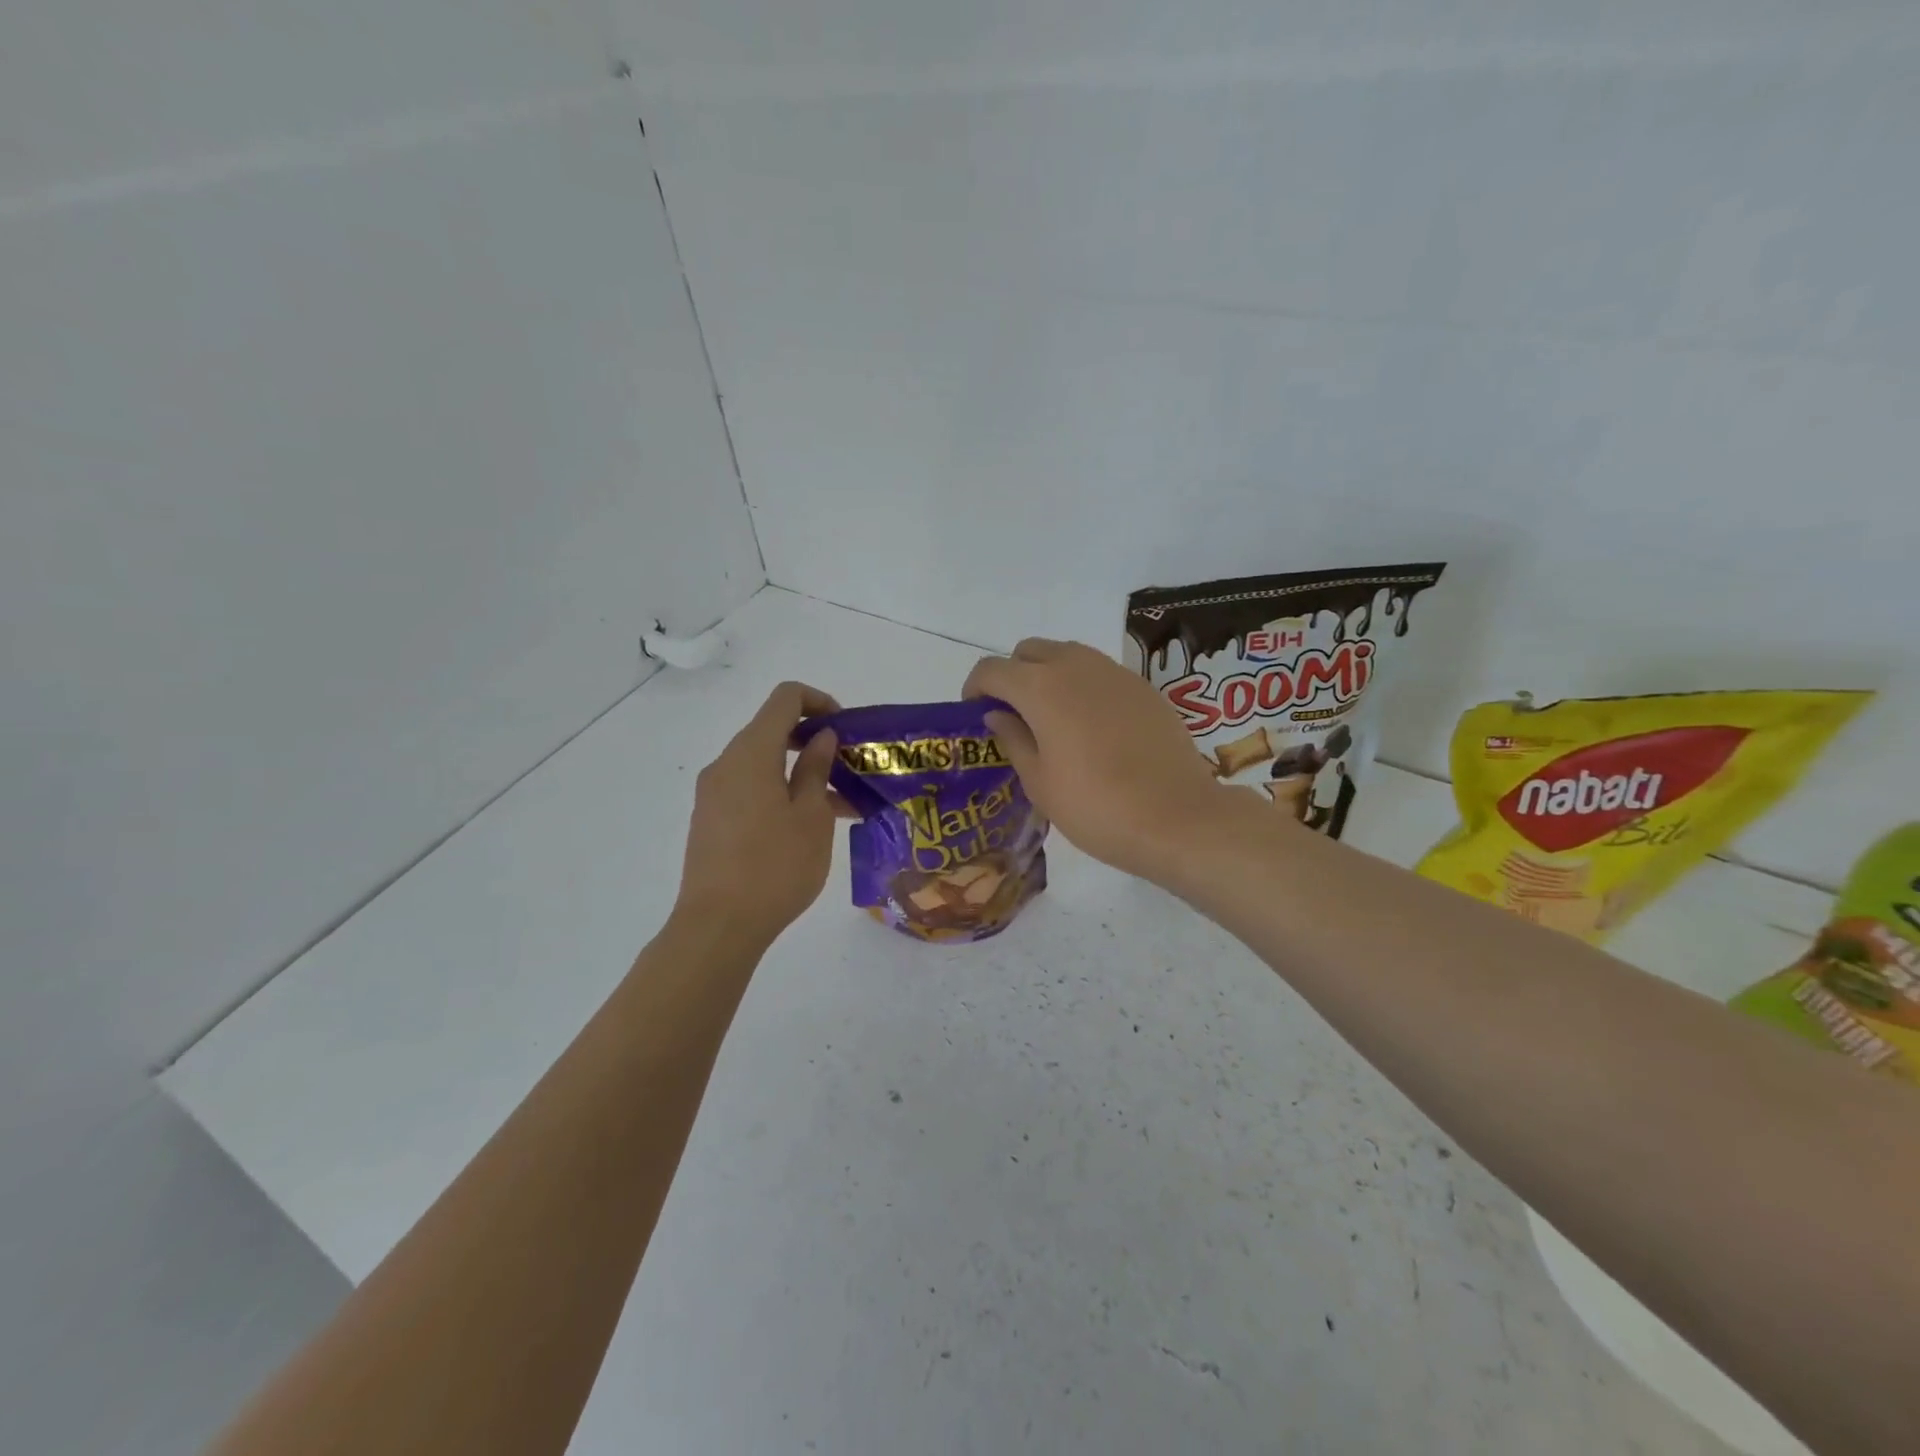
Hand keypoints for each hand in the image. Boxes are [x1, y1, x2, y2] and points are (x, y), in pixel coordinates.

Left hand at [676, 681, 852, 943]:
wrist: (718, 927)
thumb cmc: (775, 867)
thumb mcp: (811, 816)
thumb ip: (817, 769)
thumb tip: (820, 737)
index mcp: (751, 753)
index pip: (785, 699)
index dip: (819, 701)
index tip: (846, 729)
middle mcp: (726, 764)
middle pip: (772, 729)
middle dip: (814, 740)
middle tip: (849, 766)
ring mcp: (714, 793)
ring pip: (763, 764)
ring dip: (801, 772)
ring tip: (843, 805)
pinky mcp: (711, 820)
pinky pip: (750, 789)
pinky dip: (781, 792)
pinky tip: (810, 826)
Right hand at [963, 639, 1223, 880]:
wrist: (1177, 818)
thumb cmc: (1095, 807)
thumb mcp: (1039, 782)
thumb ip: (1012, 738)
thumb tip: (998, 714)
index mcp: (1041, 688)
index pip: (991, 670)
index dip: (975, 689)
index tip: (976, 715)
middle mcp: (1076, 666)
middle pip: (1029, 651)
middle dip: (1013, 675)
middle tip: (1014, 715)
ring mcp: (1114, 673)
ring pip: (1067, 655)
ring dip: (1048, 675)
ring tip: (1052, 720)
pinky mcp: (1143, 686)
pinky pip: (1099, 672)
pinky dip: (1082, 686)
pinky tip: (1092, 727)